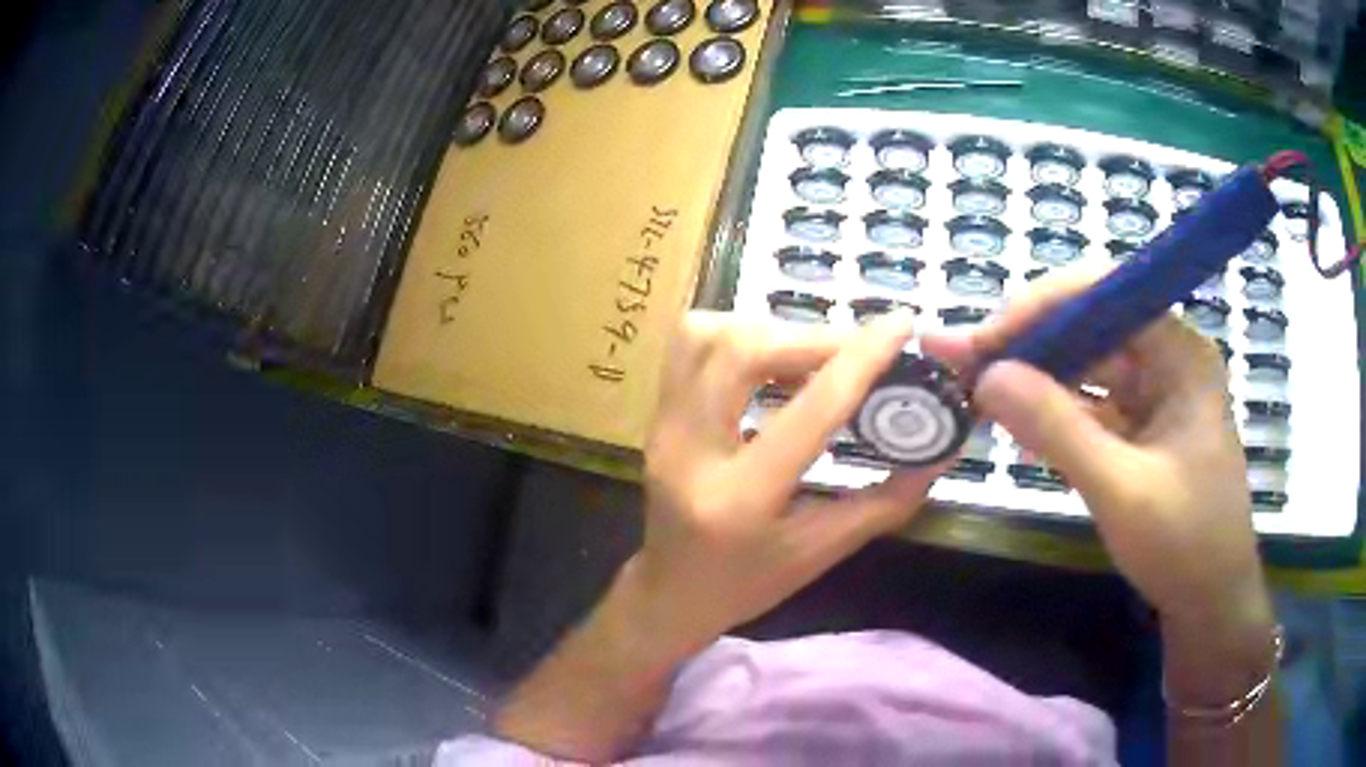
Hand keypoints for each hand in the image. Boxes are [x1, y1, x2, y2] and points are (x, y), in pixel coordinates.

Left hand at [625, 309, 952, 657]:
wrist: (669, 594)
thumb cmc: (746, 586)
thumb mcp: (820, 555)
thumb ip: (884, 503)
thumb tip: (941, 453)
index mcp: (740, 499)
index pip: (808, 412)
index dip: (859, 360)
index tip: (899, 325)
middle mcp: (688, 451)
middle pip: (742, 352)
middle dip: (810, 337)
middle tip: (855, 350)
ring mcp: (662, 427)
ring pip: (706, 336)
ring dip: (769, 330)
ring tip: (811, 356)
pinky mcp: (656, 414)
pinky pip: (689, 345)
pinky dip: (738, 335)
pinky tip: (772, 362)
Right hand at [923, 268, 1271, 631]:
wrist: (1211, 603)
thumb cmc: (1183, 545)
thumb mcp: (1120, 489)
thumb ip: (1057, 429)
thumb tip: (986, 376)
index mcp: (1179, 353)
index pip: (1105, 295)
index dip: (1041, 307)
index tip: (985, 340)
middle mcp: (1168, 359)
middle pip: (1089, 328)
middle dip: (1027, 344)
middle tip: (961, 361)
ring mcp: (1155, 394)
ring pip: (1086, 367)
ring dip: (1034, 379)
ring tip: (975, 387)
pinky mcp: (1142, 428)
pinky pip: (1091, 406)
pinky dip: (1054, 414)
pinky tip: (1016, 423)